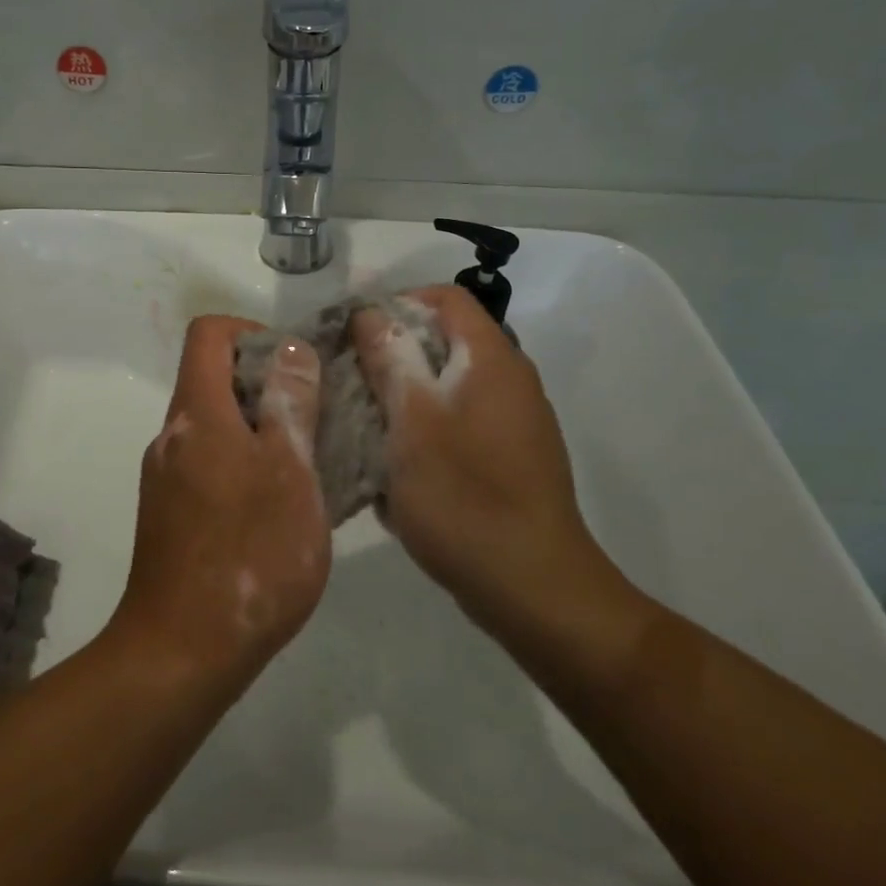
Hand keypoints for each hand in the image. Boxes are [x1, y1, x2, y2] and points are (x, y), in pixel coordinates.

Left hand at [109, 315, 327, 688]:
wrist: (183, 651)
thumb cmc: (249, 553)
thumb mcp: (290, 471)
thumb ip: (291, 403)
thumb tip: (290, 349)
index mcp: (196, 413)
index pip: (209, 333)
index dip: (252, 333)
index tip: (294, 368)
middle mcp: (172, 435)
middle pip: (213, 379)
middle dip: (267, 386)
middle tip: (316, 421)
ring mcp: (166, 477)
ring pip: (216, 426)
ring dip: (261, 431)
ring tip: (308, 468)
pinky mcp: (170, 514)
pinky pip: (209, 465)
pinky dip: (245, 466)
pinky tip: (280, 510)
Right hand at [352, 286, 609, 633]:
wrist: (534, 589)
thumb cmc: (465, 496)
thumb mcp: (412, 421)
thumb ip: (391, 358)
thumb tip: (372, 313)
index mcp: (492, 359)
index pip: (446, 297)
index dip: (398, 302)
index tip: (355, 334)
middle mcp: (511, 379)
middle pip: (447, 340)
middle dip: (394, 353)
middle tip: (351, 380)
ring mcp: (516, 421)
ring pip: (450, 384)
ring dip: (406, 394)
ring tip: (366, 424)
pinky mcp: (513, 458)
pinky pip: (461, 422)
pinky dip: (427, 429)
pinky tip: (399, 466)